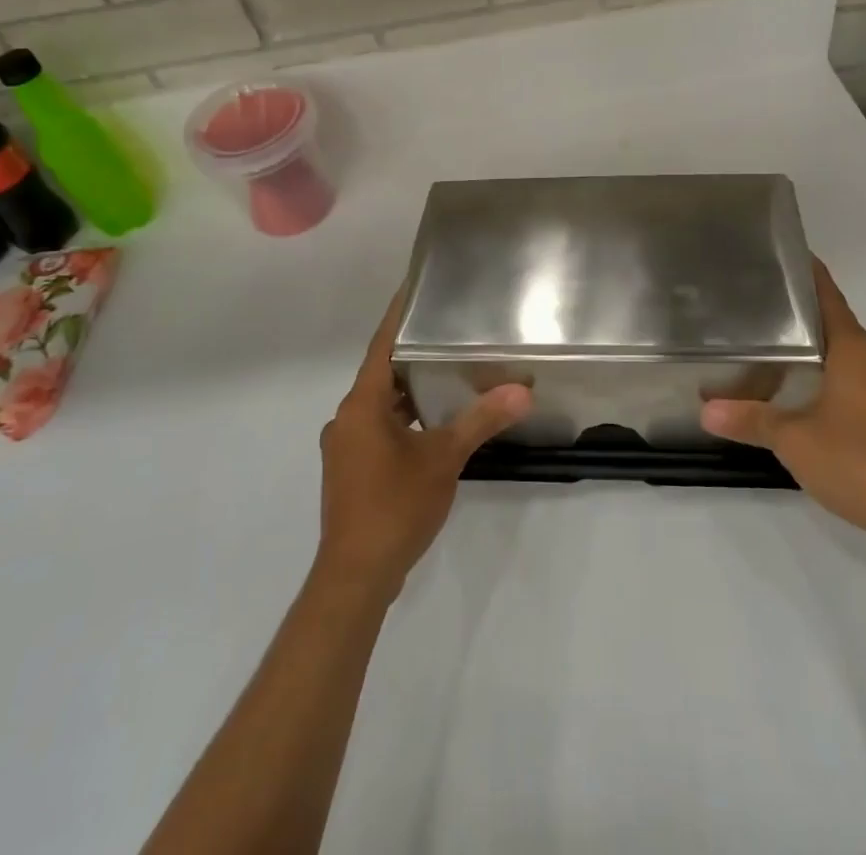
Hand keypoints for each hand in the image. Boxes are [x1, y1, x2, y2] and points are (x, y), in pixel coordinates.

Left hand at [315, 288, 531, 598]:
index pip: (381, 347)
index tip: (413, 289)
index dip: (397, 317)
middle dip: (412, 356)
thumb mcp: (444, 458)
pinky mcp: (349, 471)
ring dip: (408, 392)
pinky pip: (376, 429)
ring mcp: (344, 447)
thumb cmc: (395, 506)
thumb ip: (481, 420)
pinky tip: (430, 426)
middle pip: (380, 375)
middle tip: (447, 334)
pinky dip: (401, 419)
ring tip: (447, 375)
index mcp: (361, 406)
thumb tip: (521, 390)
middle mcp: (345, 419)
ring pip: (379, 405)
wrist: (356, 576)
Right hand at [701, 259, 865, 555]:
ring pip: (852, 360)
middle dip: (802, 322)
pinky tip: (814, 405)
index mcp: (856, 349)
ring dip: (821, 358)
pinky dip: (838, 384)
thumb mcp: (794, 441)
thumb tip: (705, 410)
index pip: (828, 298)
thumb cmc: (861, 461)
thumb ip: (750, 420)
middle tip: (760, 318)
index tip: (783, 258)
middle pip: (837, 328)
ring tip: (778, 361)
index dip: (807, 275)